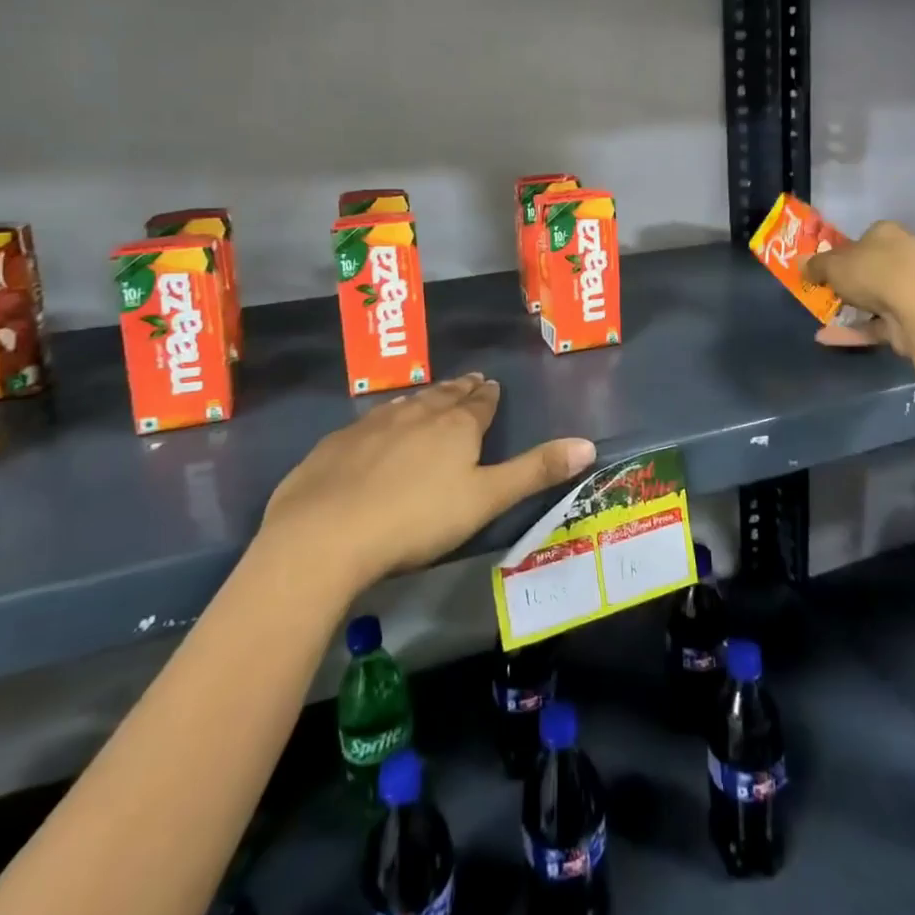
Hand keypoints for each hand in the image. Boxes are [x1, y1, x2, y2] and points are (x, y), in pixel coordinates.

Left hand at [262, 374, 595, 588]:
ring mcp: (373, 425)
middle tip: (469, 380)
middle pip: (444, 397)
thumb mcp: (486, 500)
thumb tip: (589, 444)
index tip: (491, 385)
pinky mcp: (337, 443)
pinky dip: (386, 417)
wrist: (325, 533)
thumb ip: (535, 471)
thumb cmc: (417, 519)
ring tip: (432, 394)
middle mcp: (416, 414)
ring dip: (424, 398)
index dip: (487, 395)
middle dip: (460, 389)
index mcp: (455, 426)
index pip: (479, 403)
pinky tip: (379, 424)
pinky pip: (371, 421)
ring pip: (407, 404)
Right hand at [804, 220, 914, 352]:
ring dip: (853, 308)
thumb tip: (800, 264)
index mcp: (888, 234)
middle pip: (874, 267)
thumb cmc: (873, 272)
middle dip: (852, 280)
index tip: (828, 265)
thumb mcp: (832, 265)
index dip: (846, 250)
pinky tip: (825, 338)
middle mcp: (906, 256)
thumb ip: (815, 265)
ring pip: (878, 297)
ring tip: (823, 316)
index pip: (867, 237)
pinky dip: (854, 331)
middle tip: (827, 290)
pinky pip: (878, 324)